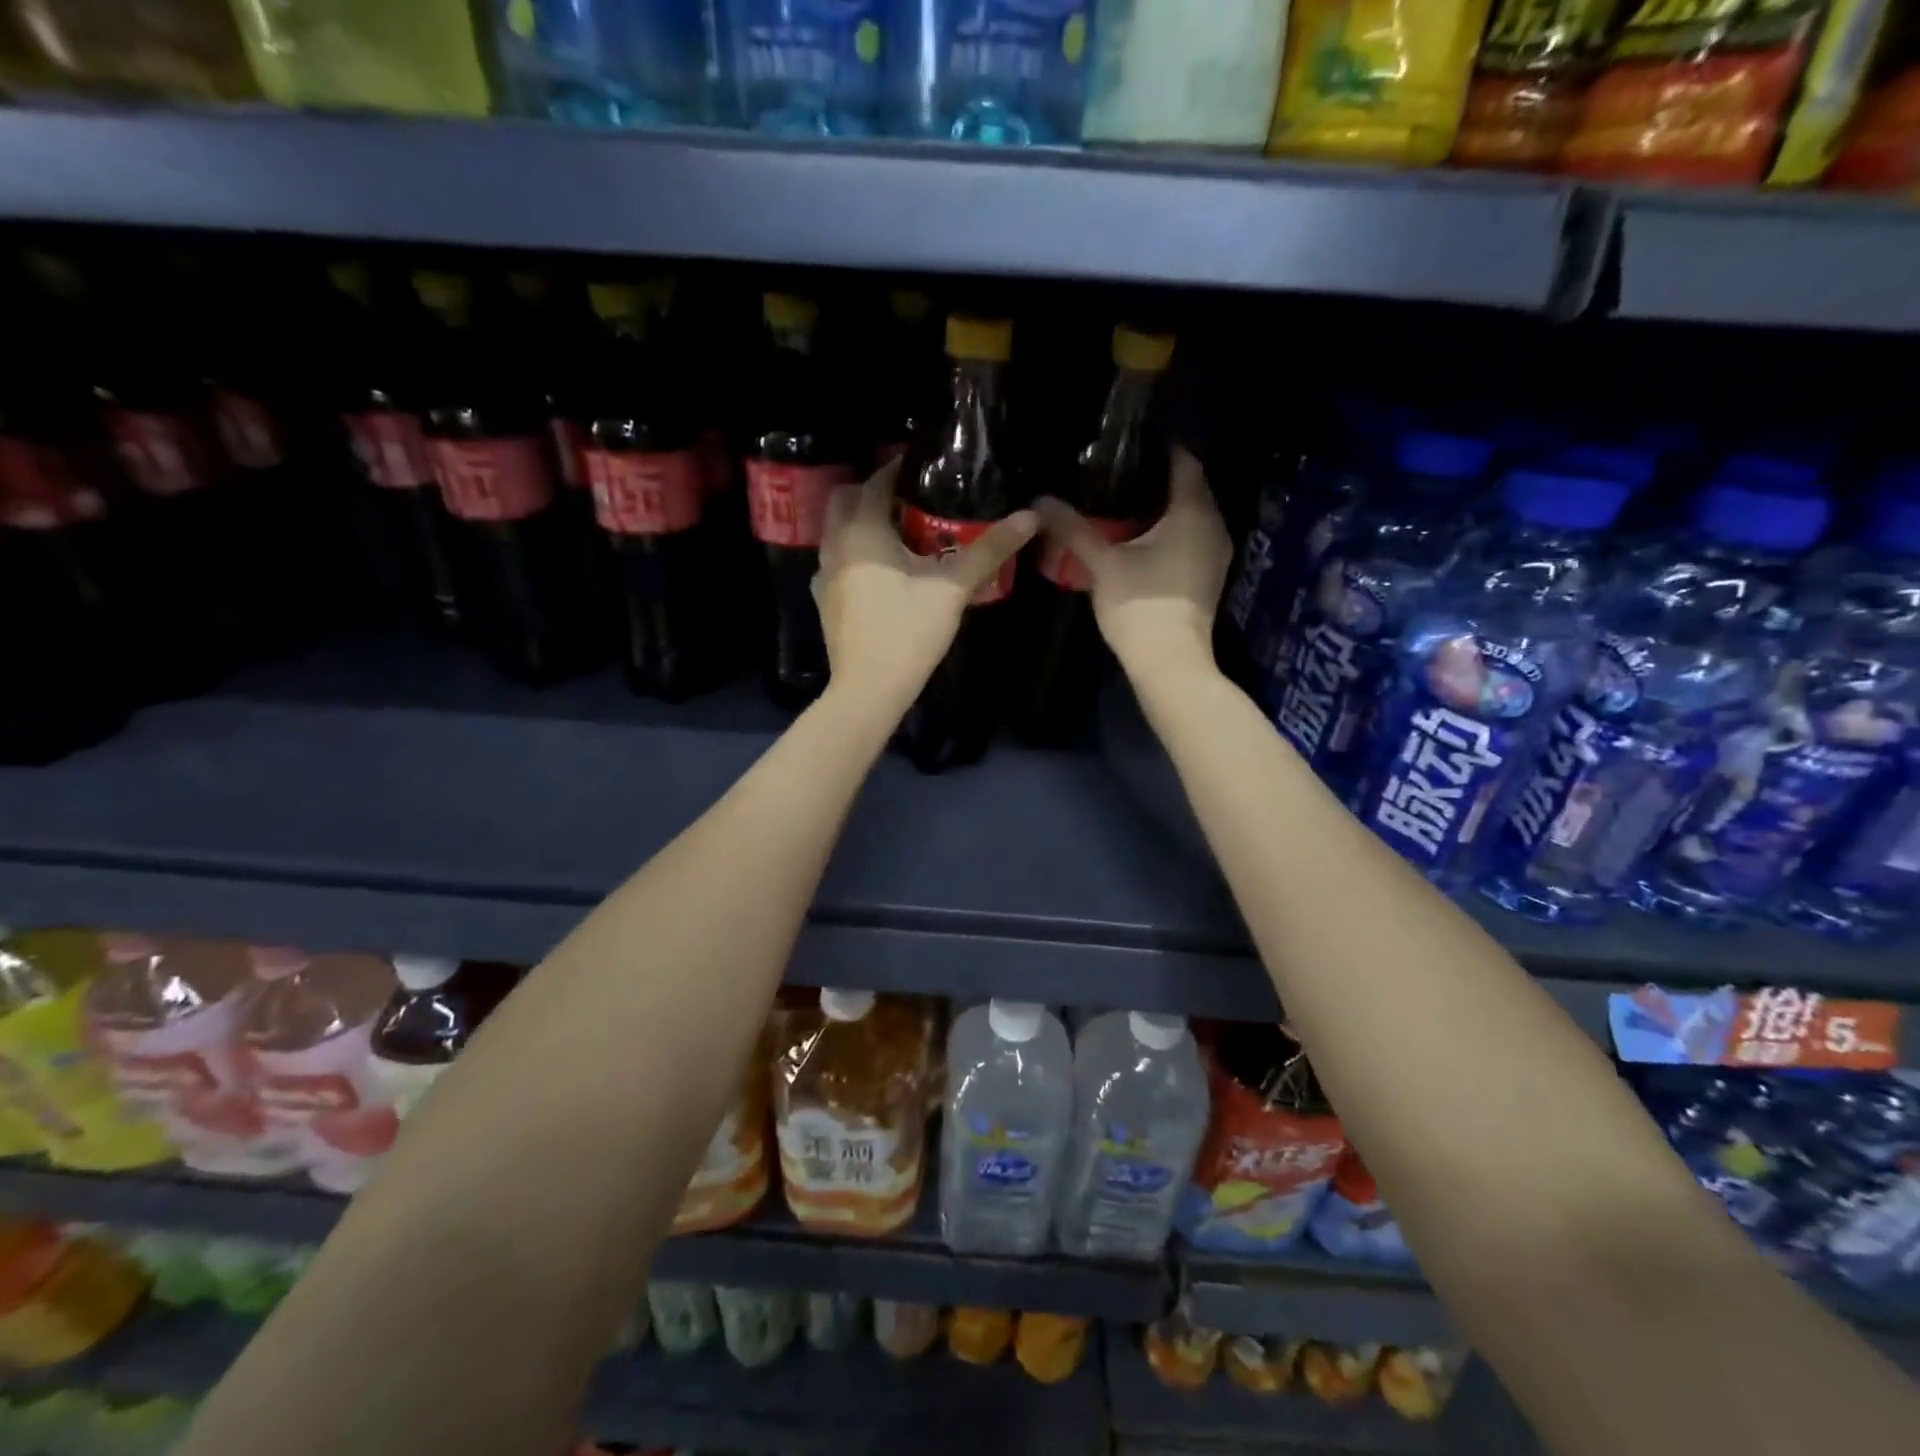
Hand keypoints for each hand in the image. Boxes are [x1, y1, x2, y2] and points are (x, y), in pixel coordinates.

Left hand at [814, 459, 1037, 714]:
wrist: (869, 689)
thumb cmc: (908, 632)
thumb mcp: (953, 588)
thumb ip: (989, 550)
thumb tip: (1029, 516)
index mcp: (862, 532)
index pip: (876, 483)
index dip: (898, 469)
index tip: (923, 465)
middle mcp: (835, 546)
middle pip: (846, 501)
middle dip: (872, 492)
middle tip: (909, 497)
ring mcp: (825, 576)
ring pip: (838, 533)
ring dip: (862, 523)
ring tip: (900, 531)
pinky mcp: (826, 601)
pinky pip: (838, 562)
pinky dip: (856, 554)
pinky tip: (882, 571)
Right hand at [1033, 447, 1229, 685]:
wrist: (1169, 661)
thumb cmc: (1139, 604)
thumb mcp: (1101, 562)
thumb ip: (1073, 528)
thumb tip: (1040, 500)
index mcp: (1193, 511)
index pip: (1184, 462)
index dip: (1161, 447)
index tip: (1132, 442)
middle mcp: (1213, 525)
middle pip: (1190, 488)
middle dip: (1159, 477)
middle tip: (1121, 470)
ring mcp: (1216, 553)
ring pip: (1192, 515)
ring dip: (1165, 507)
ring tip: (1126, 500)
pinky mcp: (1208, 575)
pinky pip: (1192, 538)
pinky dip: (1171, 531)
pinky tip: (1142, 537)